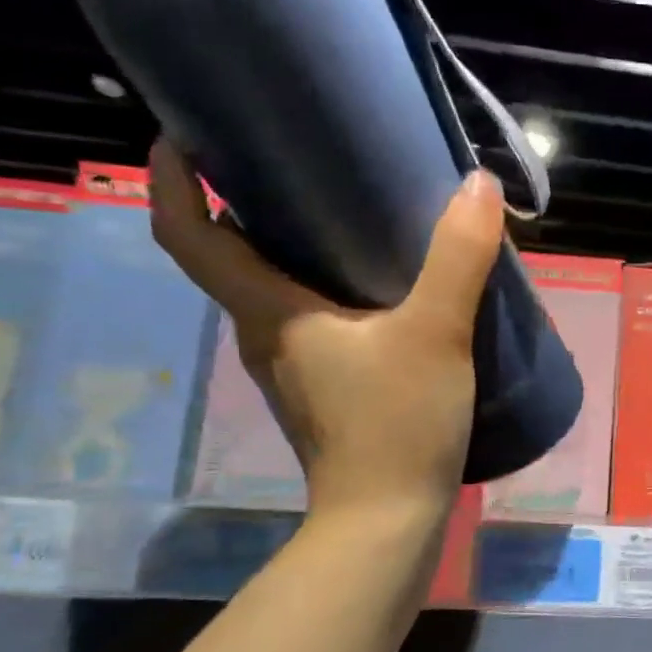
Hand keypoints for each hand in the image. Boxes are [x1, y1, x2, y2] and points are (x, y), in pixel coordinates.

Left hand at [149, 140, 504, 518]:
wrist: (388, 522)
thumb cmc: (396, 425)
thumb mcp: (435, 334)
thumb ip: (458, 258)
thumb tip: (477, 185)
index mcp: (266, 312)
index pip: (187, 234)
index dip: (173, 177)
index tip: (185, 129)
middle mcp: (263, 335)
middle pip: (231, 257)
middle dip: (248, 201)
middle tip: (301, 157)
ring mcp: (291, 368)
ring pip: (274, 291)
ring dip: (294, 247)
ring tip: (351, 214)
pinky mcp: (322, 391)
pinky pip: (310, 322)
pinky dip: (328, 290)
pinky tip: (383, 290)